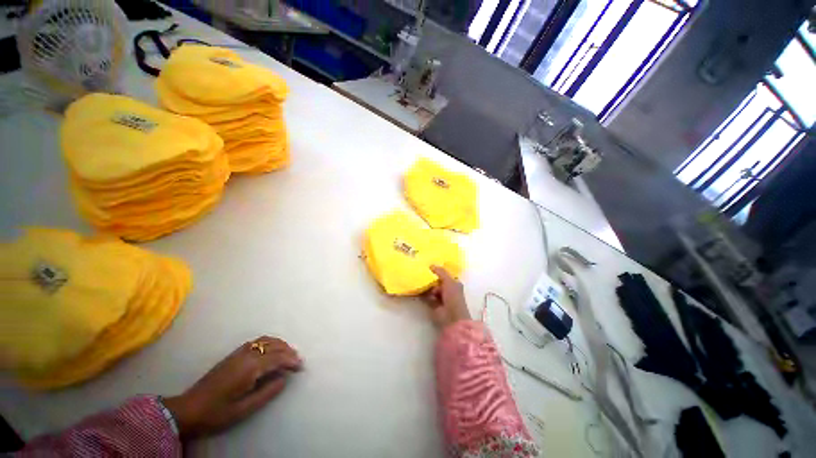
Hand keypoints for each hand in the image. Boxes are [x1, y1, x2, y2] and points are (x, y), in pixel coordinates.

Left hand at [162, 336, 301, 438]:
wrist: (189, 409)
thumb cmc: (218, 412)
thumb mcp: (244, 409)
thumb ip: (268, 392)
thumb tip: (285, 378)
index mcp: (250, 367)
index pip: (278, 357)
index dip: (292, 360)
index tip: (301, 367)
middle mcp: (247, 354)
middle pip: (275, 346)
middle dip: (289, 351)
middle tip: (297, 362)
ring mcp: (239, 352)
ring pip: (267, 340)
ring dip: (281, 345)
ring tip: (288, 355)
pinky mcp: (234, 353)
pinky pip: (258, 341)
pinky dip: (270, 343)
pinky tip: (272, 352)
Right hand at [423, 266, 470, 327]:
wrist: (451, 317)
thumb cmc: (453, 297)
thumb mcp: (448, 281)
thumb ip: (440, 272)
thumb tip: (431, 265)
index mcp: (455, 284)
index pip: (445, 275)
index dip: (438, 271)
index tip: (429, 266)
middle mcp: (448, 290)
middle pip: (438, 282)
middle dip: (431, 278)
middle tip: (422, 272)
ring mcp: (441, 298)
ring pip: (432, 289)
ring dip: (427, 286)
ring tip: (419, 279)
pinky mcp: (433, 304)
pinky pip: (427, 296)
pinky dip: (423, 293)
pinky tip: (418, 288)